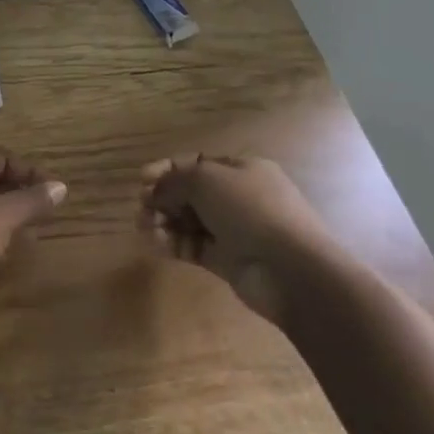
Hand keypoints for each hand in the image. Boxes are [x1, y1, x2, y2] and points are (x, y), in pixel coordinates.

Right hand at [138, 154, 328, 325]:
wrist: (292, 269)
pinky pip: (194, 246)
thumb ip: (174, 181)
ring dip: (164, 221)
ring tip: (143, 226)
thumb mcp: (205, 179)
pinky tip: (154, 243)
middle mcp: (238, 197)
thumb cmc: (250, 209)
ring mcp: (235, 231)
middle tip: (141, 206)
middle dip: (163, 197)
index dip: (167, 169)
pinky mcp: (228, 261)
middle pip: (191, 193)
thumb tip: (155, 191)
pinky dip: (173, 243)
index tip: (141, 179)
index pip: (197, 164)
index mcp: (241, 170)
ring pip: (190, 221)